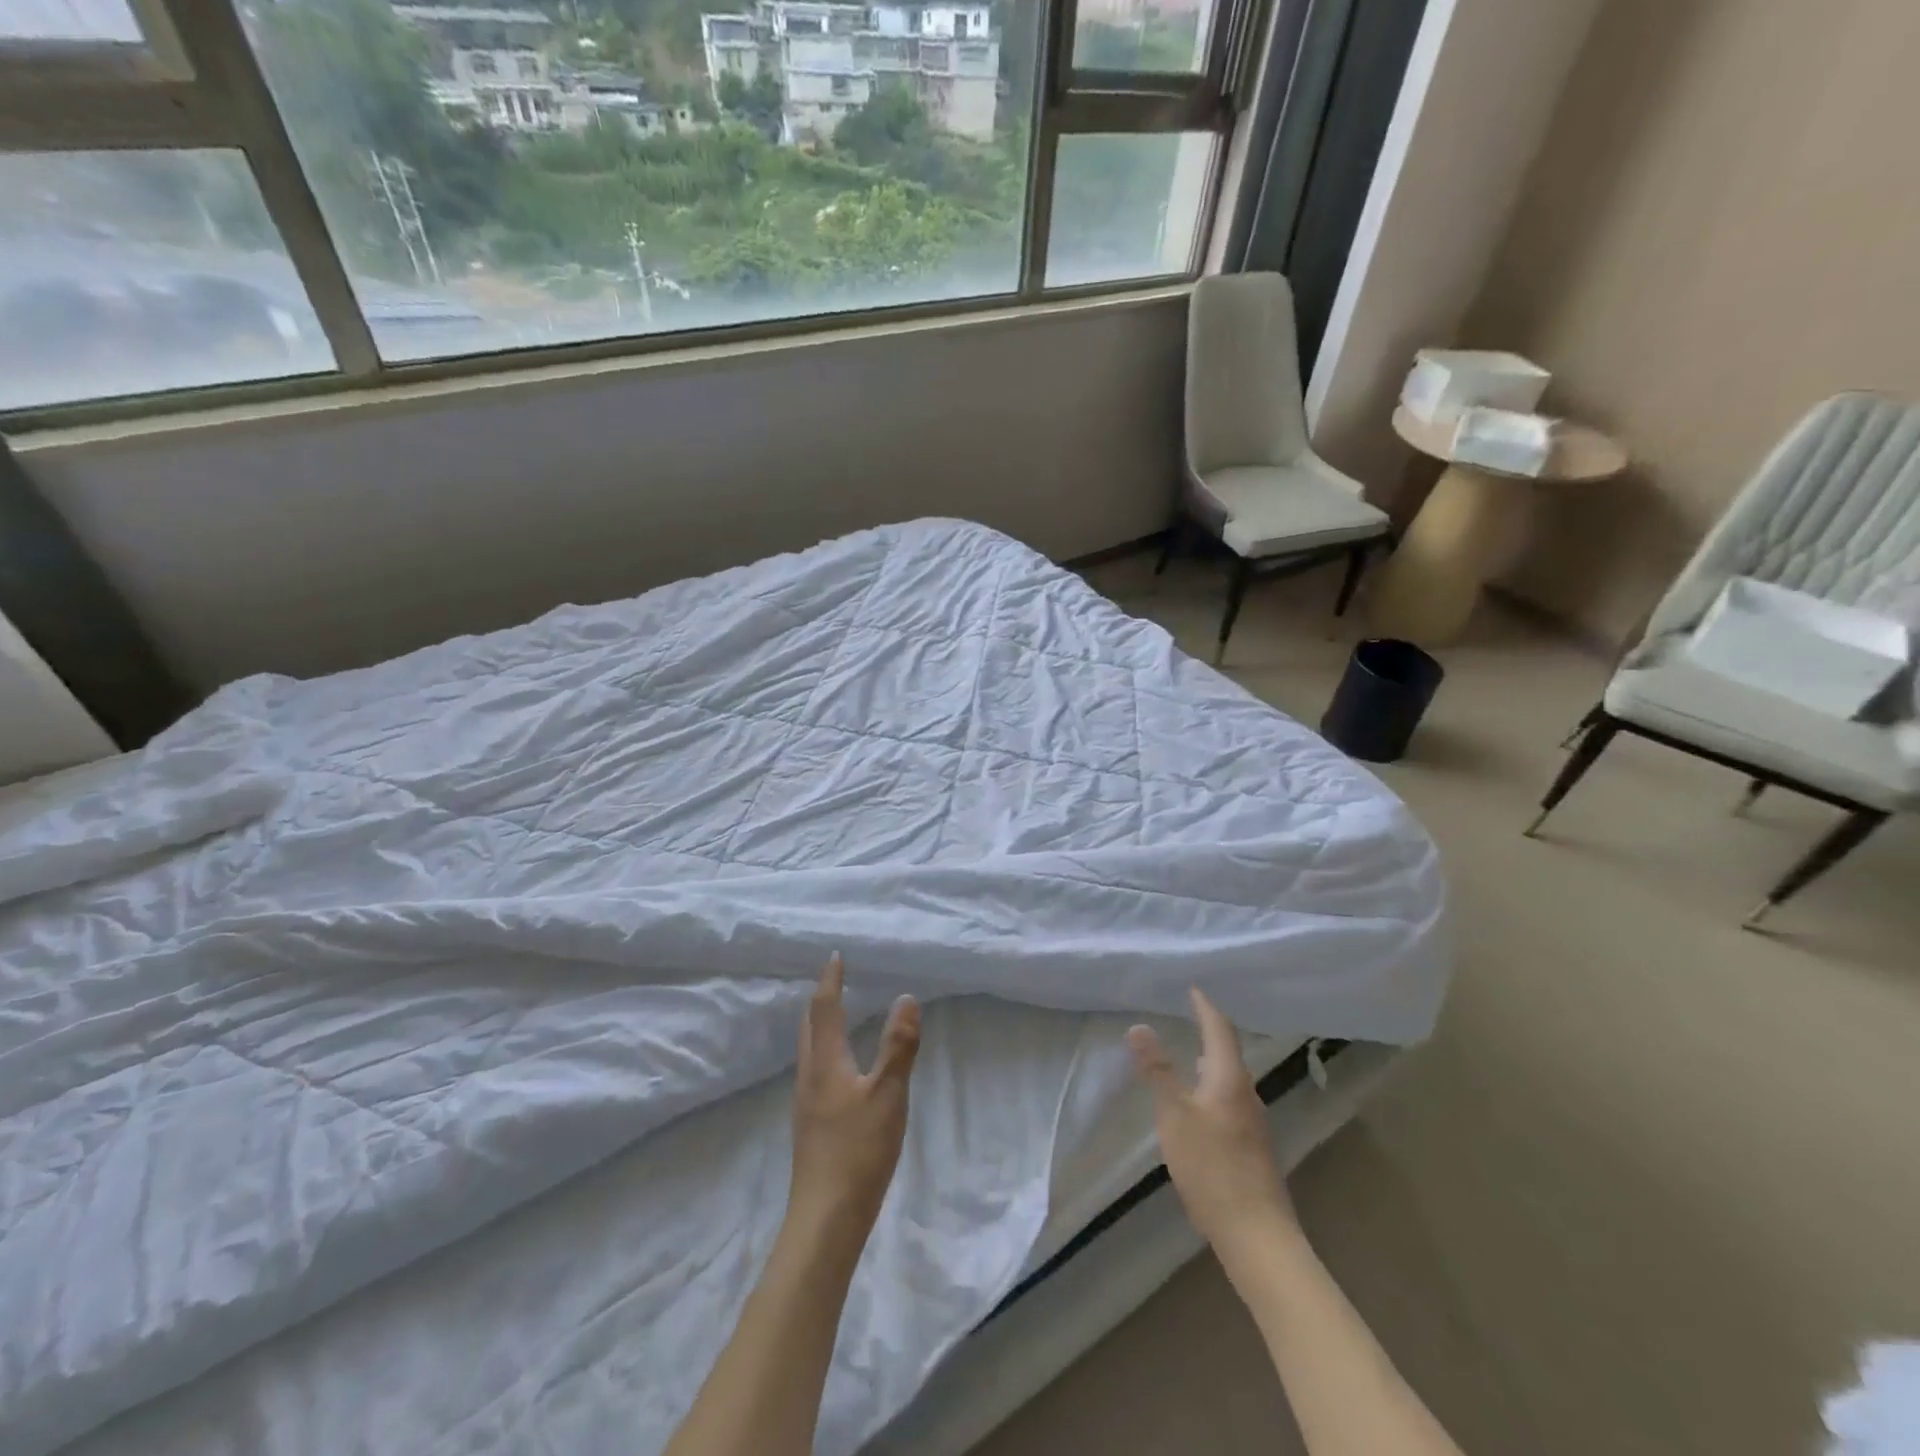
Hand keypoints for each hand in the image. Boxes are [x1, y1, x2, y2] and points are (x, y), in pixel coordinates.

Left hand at [789, 954, 920, 1235]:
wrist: (825, 1219)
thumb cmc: (858, 1151)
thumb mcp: (888, 1095)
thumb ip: (899, 1046)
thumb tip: (906, 997)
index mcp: (825, 1063)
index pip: (825, 1010)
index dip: (830, 981)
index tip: (835, 956)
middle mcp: (809, 1077)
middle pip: (808, 1027)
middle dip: (820, 1000)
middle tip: (835, 980)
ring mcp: (807, 1104)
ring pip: (809, 1051)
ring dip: (820, 1026)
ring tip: (838, 1016)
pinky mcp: (811, 1126)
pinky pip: (815, 1071)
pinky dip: (826, 1051)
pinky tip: (841, 1068)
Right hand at [1128, 988, 1299, 1280]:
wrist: (1258, 1236)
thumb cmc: (1212, 1168)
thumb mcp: (1174, 1116)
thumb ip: (1157, 1070)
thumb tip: (1139, 1026)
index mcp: (1229, 1079)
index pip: (1220, 1029)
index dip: (1205, 1007)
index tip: (1192, 989)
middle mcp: (1246, 1094)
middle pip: (1228, 1052)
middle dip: (1209, 1031)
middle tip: (1187, 1015)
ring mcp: (1252, 1123)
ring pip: (1229, 1079)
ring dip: (1210, 1060)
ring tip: (1187, 1052)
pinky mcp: (1251, 1148)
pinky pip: (1229, 1100)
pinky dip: (1211, 1086)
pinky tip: (1197, 1103)